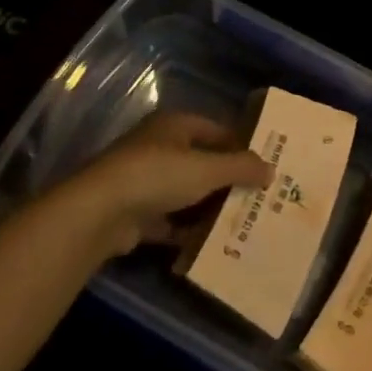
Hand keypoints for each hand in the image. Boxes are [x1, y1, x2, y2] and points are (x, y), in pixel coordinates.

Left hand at [59, 111, 269, 255]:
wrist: (100, 213)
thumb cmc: (158, 175)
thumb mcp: (208, 168)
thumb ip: (241, 168)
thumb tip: (271, 169)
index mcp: (175, 126)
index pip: (216, 130)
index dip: (240, 146)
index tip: (265, 166)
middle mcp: (159, 148)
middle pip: (202, 162)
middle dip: (227, 181)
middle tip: (258, 197)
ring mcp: (144, 182)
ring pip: (186, 193)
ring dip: (209, 207)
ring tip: (242, 222)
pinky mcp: (135, 214)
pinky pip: (170, 221)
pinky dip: (188, 231)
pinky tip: (212, 244)